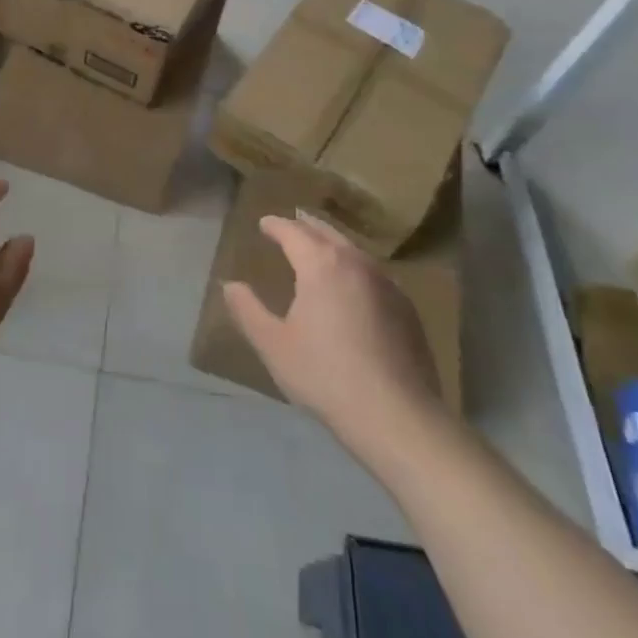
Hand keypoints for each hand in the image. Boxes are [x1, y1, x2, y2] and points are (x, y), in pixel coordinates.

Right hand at [222, 212, 441, 442]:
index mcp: (321, 264)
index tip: (263, 223)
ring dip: (333, 243)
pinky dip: (355, 267)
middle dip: (306, 225)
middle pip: (327, 233)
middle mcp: (356, 263)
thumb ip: (248, 311)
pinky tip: (353, 285)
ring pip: (354, 251)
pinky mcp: (407, 310)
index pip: (293, 231)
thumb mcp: (273, 345)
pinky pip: (373, 273)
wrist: (398, 416)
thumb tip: (229, 285)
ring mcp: (387, 285)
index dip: (276, 225)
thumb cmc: (325, 376)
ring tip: (320, 247)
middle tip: (292, 221)